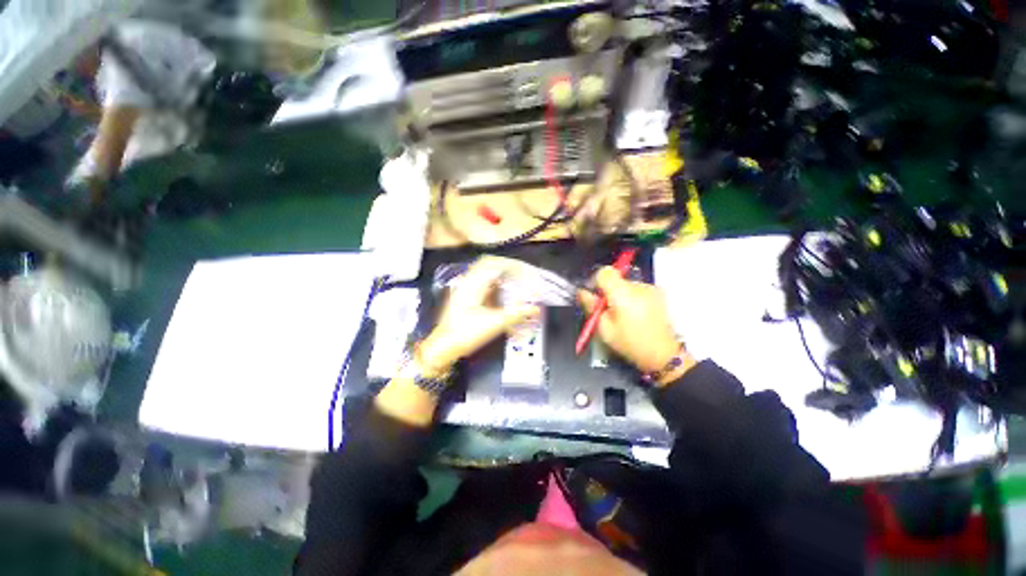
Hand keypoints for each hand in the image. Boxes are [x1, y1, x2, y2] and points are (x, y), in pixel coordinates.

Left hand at [419, 257, 540, 376]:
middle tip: (522, 274)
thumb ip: (516, 314)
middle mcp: (468, 281)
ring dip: (501, 275)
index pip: (495, 263)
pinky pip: (482, 283)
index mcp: (473, 283)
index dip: (513, 265)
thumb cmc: (465, 333)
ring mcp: (465, 288)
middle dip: (507, 267)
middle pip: (489, 264)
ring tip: (516, 282)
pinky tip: (503, 293)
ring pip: (485, 273)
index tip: (526, 271)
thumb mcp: (494, 323)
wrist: (443, 347)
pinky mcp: (465, 296)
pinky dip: (495, 284)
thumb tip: (535, 309)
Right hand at [578, 267, 694, 381]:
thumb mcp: (604, 328)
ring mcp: (651, 288)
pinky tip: (636, 314)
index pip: (605, 272)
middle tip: (609, 311)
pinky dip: (633, 298)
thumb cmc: (629, 343)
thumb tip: (582, 292)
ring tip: (625, 316)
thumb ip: (591, 306)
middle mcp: (638, 286)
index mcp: (622, 294)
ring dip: (621, 295)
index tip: (596, 296)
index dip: (597, 281)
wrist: (663, 354)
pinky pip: (638, 289)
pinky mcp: (658, 293)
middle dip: (609, 291)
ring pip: (626, 284)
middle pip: (616, 279)